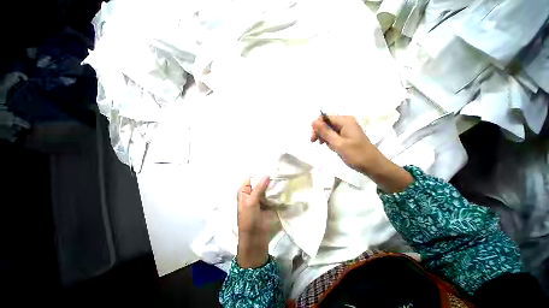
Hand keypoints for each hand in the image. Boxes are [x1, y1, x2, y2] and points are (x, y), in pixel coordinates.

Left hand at [237, 176, 276, 267]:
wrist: (255, 236)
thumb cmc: (248, 218)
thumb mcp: (251, 202)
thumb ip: (259, 188)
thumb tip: (266, 174)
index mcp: (244, 190)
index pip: (251, 177)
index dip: (259, 171)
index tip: (269, 165)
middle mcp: (252, 192)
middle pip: (260, 181)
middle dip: (268, 176)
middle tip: (278, 168)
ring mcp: (261, 197)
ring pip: (267, 186)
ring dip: (273, 183)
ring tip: (282, 174)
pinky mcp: (268, 202)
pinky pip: (272, 193)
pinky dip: (276, 190)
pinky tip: (283, 184)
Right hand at [311, 115, 412, 192]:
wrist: (373, 165)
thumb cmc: (356, 155)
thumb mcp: (338, 143)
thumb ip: (325, 132)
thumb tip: (314, 121)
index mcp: (345, 121)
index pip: (325, 118)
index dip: (317, 127)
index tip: (313, 138)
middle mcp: (346, 122)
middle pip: (327, 123)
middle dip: (321, 133)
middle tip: (316, 143)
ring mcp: (348, 129)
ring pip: (330, 130)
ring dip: (326, 138)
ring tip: (330, 147)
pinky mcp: (348, 136)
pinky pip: (335, 135)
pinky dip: (332, 141)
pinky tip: (333, 148)